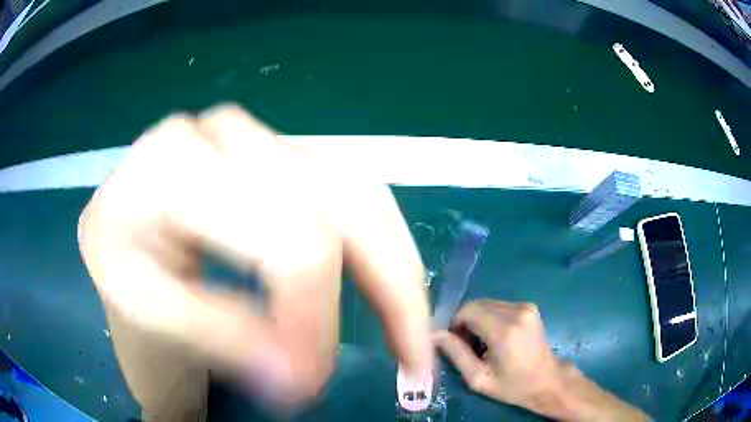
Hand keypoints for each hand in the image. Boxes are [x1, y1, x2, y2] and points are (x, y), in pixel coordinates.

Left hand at [78, 105, 432, 408]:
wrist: (122, 226)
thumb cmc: (122, 266)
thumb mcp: (149, 311)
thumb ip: (222, 337)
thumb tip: (304, 374)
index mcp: (173, 167)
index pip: (284, 239)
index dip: (314, 319)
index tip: (312, 380)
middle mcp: (223, 133)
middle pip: (339, 207)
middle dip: (388, 291)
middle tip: (412, 357)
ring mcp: (258, 135)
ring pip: (361, 192)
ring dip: (398, 267)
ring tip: (413, 328)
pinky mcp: (279, 150)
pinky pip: (355, 187)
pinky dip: (385, 240)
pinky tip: (394, 281)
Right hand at [436, 300, 647, 420]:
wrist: (548, 382)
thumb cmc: (512, 386)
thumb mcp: (478, 378)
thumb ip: (455, 354)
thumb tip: (435, 334)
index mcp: (504, 331)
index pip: (467, 311)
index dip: (455, 324)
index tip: (455, 343)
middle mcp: (517, 311)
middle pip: (476, 304)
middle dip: (465, 322)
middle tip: (467, 346)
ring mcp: (526, 307)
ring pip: (487, 304)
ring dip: (478, 320)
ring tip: (483, 344)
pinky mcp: (530, 307)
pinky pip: (499, 306)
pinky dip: (490, 318)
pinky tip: (496, 337)